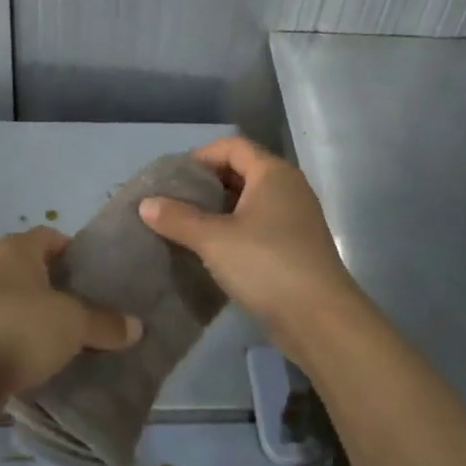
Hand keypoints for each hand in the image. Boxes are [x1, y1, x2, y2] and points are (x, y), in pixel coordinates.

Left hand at [0, 228, 140, 391]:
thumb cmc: (20, 328)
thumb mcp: (73, 323)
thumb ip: (105, 323)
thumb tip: (137, 326)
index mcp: (17, 248)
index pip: (52, 237)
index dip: (77, 253)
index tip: (100, 277)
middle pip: (37, 270)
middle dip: (63, 288)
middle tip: (94, 309)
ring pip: (22, 302)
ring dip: (43, 317)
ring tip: (75, 338)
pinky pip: (7, 330)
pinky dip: (25, 340)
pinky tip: (46, 360)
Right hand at [139, 136, 361, 349]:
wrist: (320, 319)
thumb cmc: (266, 265)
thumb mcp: (213, 239)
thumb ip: (177, 218)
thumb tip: (145, 204)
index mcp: (273, 173)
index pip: (232, 146)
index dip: (200, 156)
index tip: (172, 179)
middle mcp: (288, 188)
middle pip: (241, 171)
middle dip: (206, 185)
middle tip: (173, 203)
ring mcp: (295, 219)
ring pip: (249, 202)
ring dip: (218, 211)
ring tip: (185, 227)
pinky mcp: (295, 247)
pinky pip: (258, 226)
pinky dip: (233, 230)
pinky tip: (210, 251)